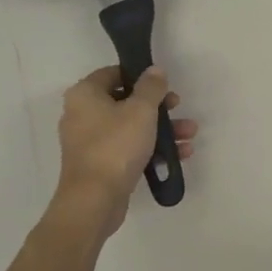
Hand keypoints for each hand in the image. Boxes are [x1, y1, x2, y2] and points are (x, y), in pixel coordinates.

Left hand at [52, 66, 197, 232]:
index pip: (113, 73)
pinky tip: (179, 153)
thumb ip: (151, 87)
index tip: (162, 84)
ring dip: (161, 129)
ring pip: (130, 127)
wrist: (94, 200)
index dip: (139, 75)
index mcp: (85, 95)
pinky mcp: (100, 164)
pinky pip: (128, 148)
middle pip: (125, 101)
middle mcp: (82, 115)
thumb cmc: (116, 146)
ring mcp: (90, 142)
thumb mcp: (141, 110)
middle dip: (157, 106)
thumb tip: (155, 70)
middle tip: (178, 107)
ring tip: (189, 134)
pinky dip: (151, 148)